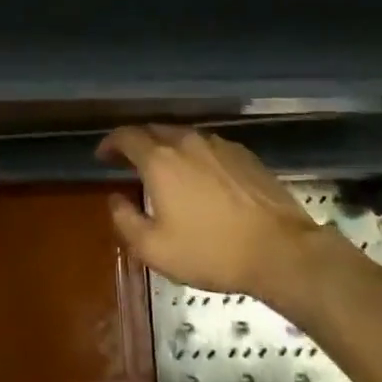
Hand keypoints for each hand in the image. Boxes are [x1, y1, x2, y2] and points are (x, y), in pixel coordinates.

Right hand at [99, 124, 328, 303]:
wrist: (279, 250)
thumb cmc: (211, 251)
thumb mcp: (155, 249)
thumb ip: (126, 221)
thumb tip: (115, 198)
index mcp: (160, 160)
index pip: (126, 136)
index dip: (110, 143)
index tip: (103, 155)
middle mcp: (186, 142)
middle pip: (154, 130)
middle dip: (137, 143)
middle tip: (130, 162)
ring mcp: (218, 145)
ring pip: (183, 137)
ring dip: (168, 148)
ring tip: (166, 171)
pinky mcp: (244, 154)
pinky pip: (209, 147)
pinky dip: (196, 156)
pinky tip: (202, 179)